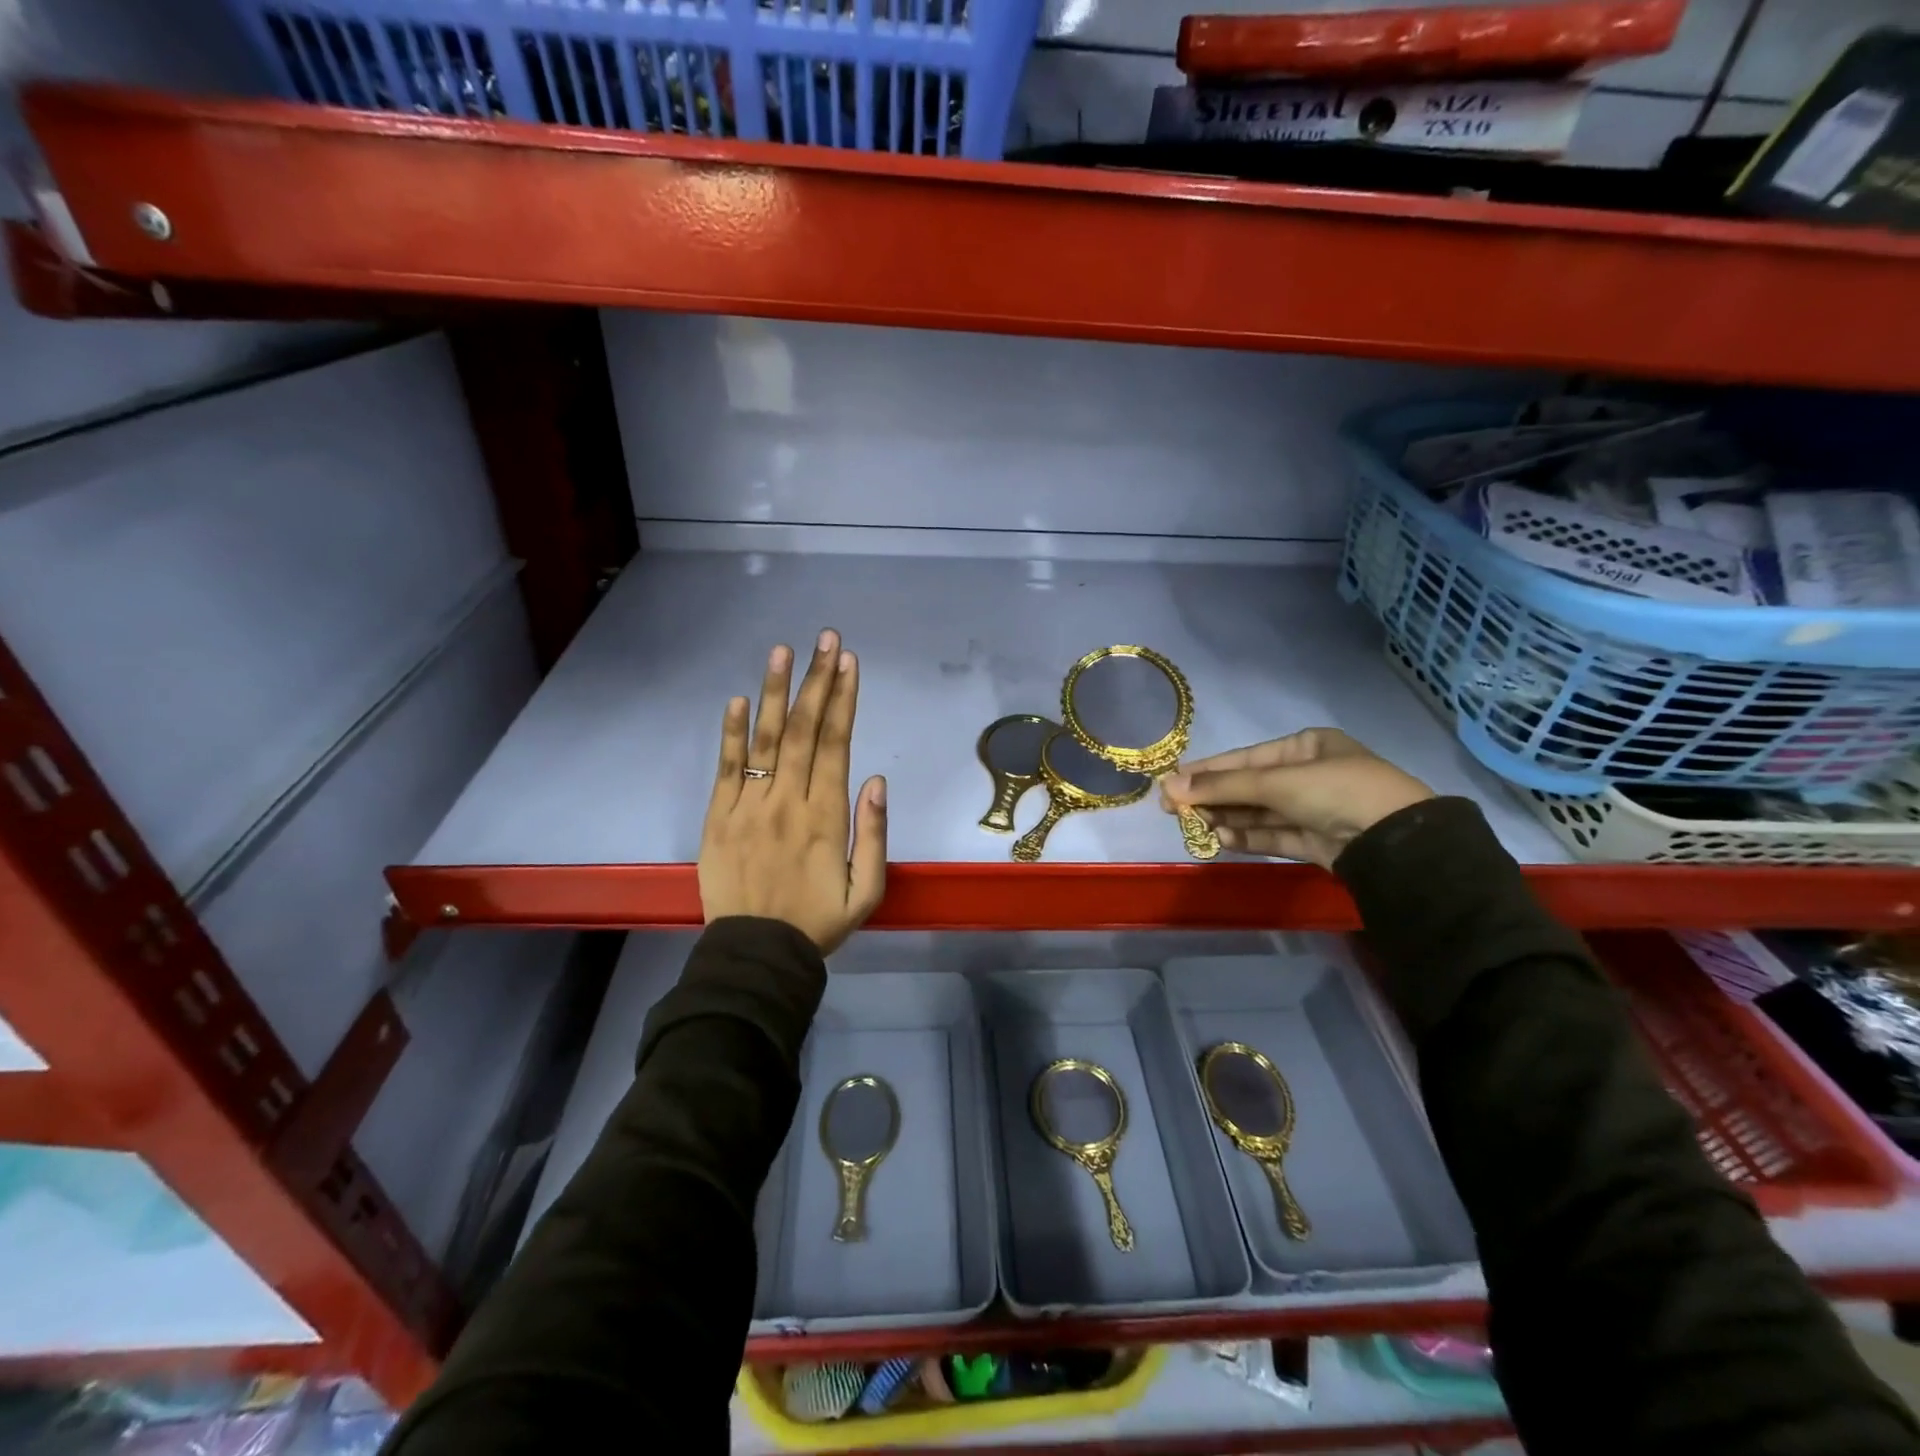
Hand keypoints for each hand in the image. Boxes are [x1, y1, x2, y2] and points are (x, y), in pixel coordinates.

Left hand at [699, 628, 886, 953]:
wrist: (756, 954)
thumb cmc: (818, 922)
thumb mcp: (867, 891)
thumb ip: (874, 834)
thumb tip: (877, 779)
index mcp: (826, 816)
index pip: (836, 744)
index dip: (843, 700)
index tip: (848, 663)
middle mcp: (788, 800)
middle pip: (804, 730)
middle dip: (817, 681)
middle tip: (825, 640)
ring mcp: (749, 806)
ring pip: (765, 740)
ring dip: (775, 693)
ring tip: (782, 652)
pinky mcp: (718, 818)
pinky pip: (725, 769)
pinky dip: (730, 734)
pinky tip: (737, 700)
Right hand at [1159, 728, 1433, 869]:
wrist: (1396, 842)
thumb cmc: (1335, 791)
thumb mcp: (1276, 781)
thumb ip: (1222, 786)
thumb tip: (1169, 785)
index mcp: (1306, 747)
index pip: (1245, 759)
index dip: (1206, 770)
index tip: (1170, 783)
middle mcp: (1308, 775)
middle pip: (1249, 786)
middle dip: (1212, 797)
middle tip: (1172, 810)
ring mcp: (1313, 810)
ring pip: (1258, 813)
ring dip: (1226, 818)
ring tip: (1193, 826)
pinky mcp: (1315, 842)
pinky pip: (1272, 836)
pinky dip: (1246, 837)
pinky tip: (1220, 838)